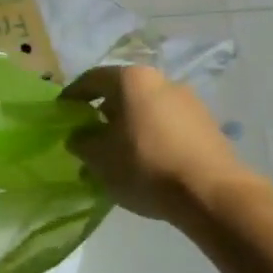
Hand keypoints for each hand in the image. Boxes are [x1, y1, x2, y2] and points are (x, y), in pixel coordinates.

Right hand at [62, 65, 258, 222]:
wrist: (210, 193)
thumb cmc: (144, 165)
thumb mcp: (98, 157)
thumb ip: (81, 142)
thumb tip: (80, 136)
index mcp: (132, 80)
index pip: (93, 79)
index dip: (73, 95)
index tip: (61, 112)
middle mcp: (163, 82)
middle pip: (123, 94)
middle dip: (102, 115)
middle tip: (88, 137)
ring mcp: (190, 104)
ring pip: (146, 112)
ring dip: (127, 130)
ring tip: (115, 157)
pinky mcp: (207, 127)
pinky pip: (167, 128)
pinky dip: (150, 140)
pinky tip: (143, 166)